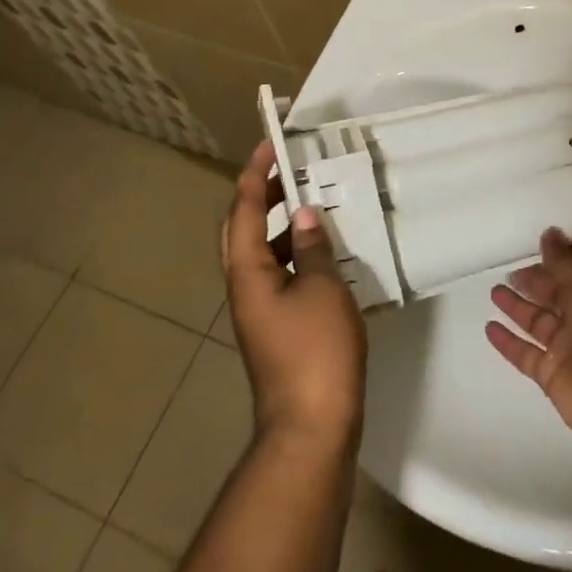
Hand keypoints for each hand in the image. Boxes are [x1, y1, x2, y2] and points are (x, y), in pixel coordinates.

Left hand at [222, 142, 367, 449]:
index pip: (244, 210)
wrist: (312, 426)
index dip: (254, 175)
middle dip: (262, 197)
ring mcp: (260, 312)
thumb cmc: (316, 350)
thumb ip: (312, 248)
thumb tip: (302, 216)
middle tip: (291, 171)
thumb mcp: (322, 288)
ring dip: (281, 227)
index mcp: (248, 273)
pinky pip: (281, 276)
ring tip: (313, 206)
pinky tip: (328, 255)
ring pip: (263, 255)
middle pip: (244, 231)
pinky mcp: (279, 329)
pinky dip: (297, 256)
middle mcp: (245, 288)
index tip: (268, 145)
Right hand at [486, 227, 571, 458]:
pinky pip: (525, 354)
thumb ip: (566, 261)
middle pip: (555, 295)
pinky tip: (490, 328)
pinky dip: (508, 342)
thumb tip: (549, 233)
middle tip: (510, 271)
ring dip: (517, 307)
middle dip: (535, 282)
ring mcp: (568, 348)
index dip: (558, 257)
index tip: (536, 244)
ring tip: (495, 292)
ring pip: (537, 322)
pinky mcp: (552, 375)